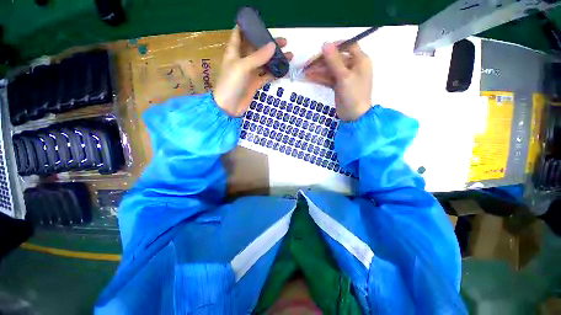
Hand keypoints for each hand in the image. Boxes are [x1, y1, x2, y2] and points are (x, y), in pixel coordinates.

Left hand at [214, 26, 292, 116]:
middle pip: (257, 47)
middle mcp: (243, 60)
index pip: (240, 33)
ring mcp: (250, 72)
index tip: (261, 23)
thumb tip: (273, 46)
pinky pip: (267, 75)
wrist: (229, 107)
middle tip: (284, 42)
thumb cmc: (231, 84)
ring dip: (275, 58)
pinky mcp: (256, 83)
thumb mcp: (242, 67)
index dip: (248, 26)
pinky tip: (284, 70)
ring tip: (289, 55)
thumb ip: (257, 57)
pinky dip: (275, 72)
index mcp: (234, 51)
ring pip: (264, 62)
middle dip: (269, 43)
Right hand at [304, 42, 371, 120]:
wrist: (354, 116)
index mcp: (360, 60)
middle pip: (335, 59)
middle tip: (307, 65)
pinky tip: (309, 78)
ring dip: (318, 71)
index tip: (321, 49)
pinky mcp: (338, 86)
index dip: (335, 46)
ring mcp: (345, 77)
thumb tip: (325, 44)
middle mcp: (353, 66)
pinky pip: (328, 79)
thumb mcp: (344, 76)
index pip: (348, 46)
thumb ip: (334, 60)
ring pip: (330, 70)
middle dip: (321, 62)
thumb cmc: (353, 95)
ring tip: (305, 72)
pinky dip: (319, 78)